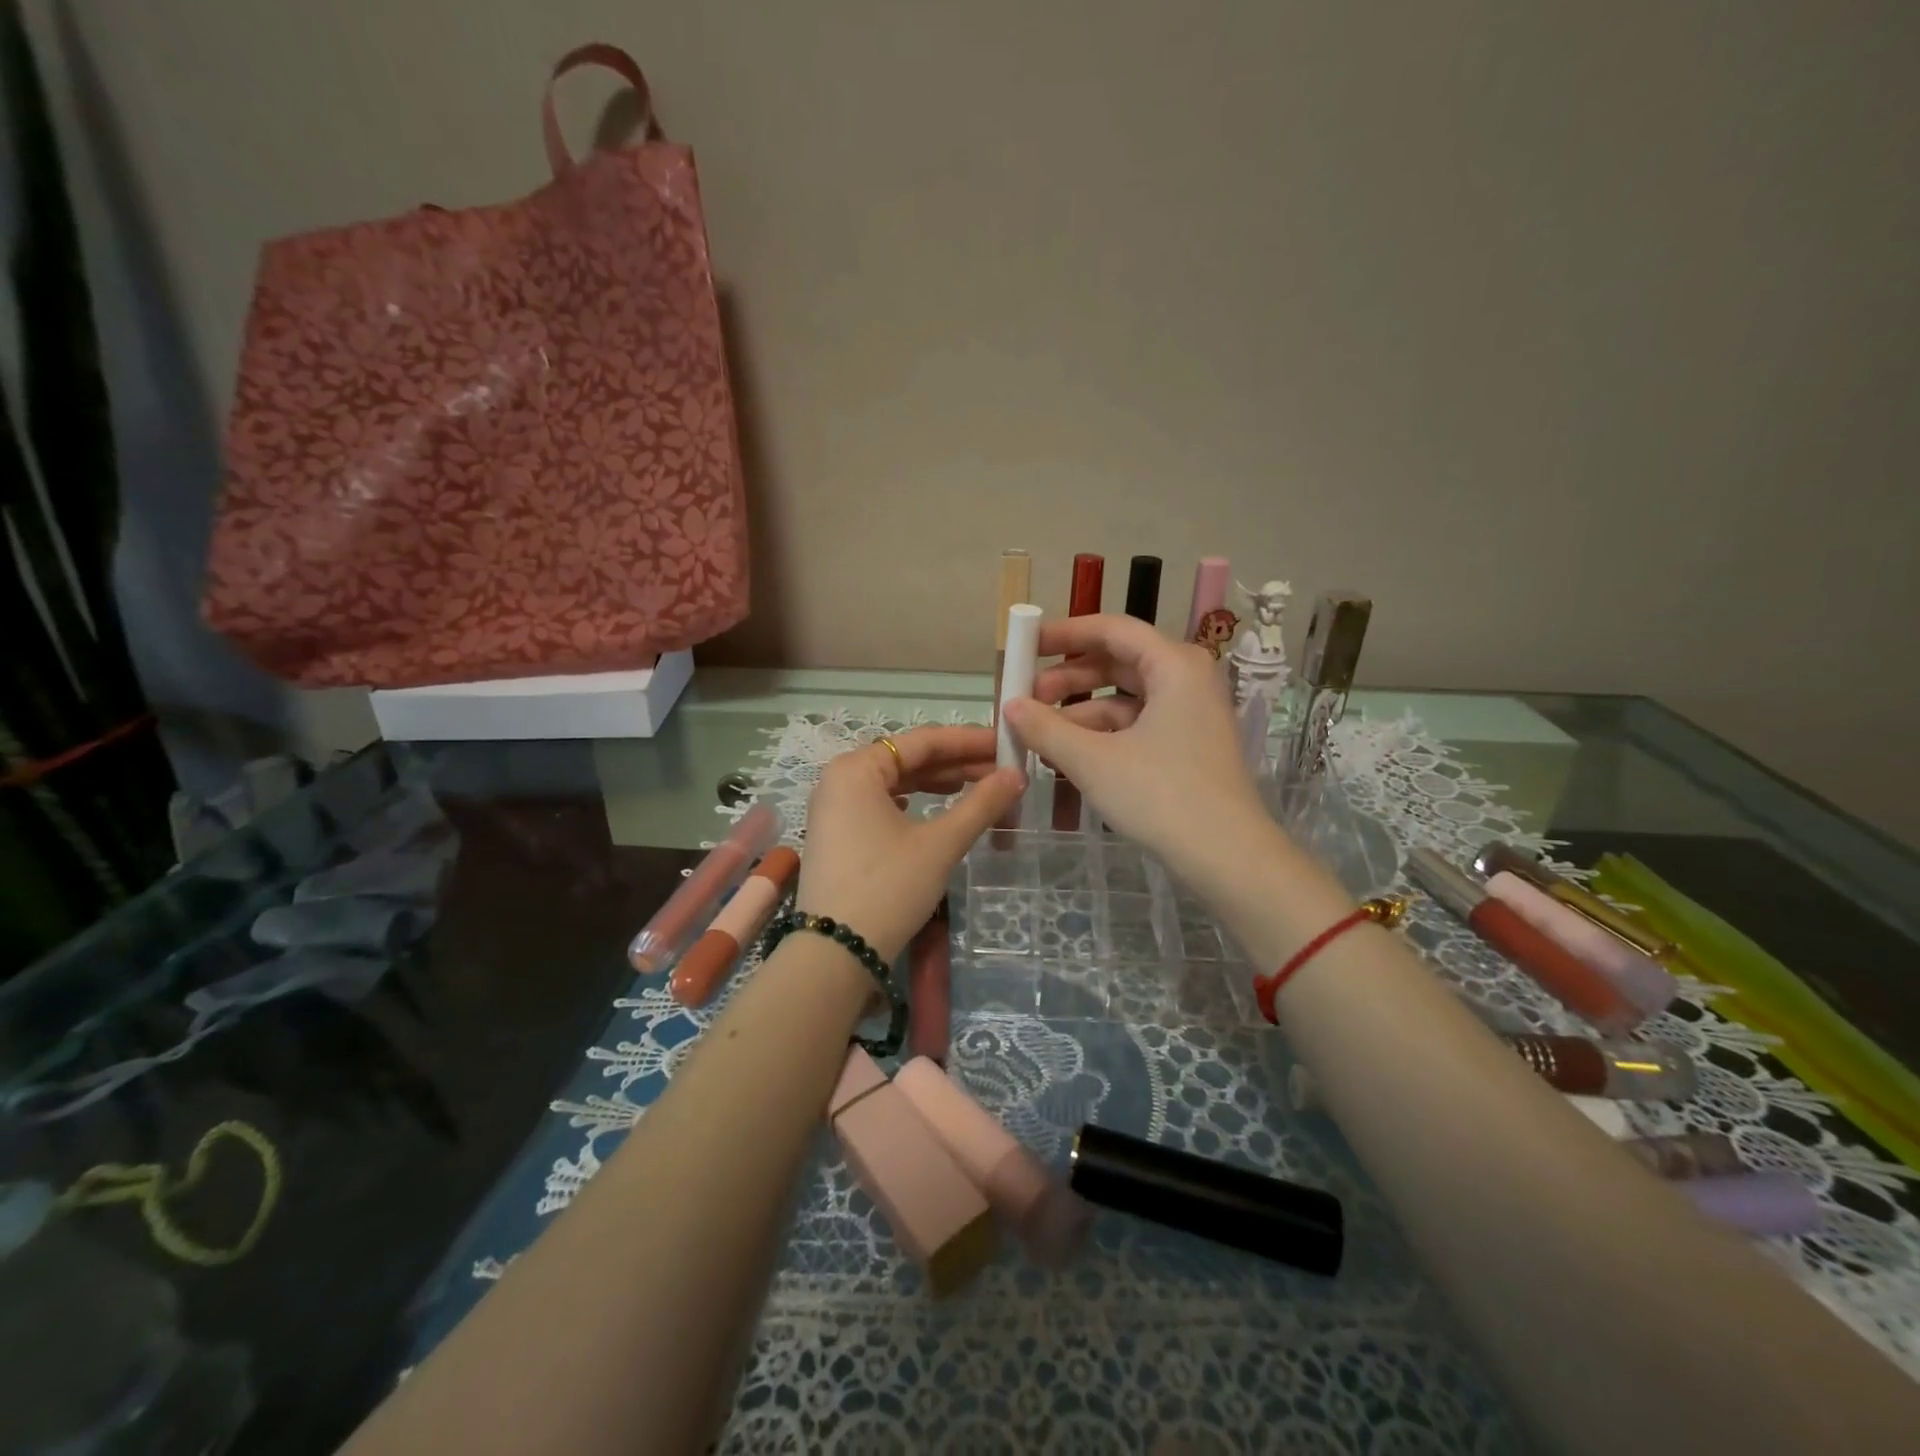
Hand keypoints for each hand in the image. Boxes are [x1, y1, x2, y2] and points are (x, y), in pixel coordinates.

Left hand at [794, 725, 1024, 961]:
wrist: (835, 953)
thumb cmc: (888, 887)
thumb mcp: (940, 844)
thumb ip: (980, 804)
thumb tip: (1017, 775)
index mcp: (856, 768)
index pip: (922, 741)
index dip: (968, 741)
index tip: (1005, 744)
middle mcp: (839, 779)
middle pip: (907, 759)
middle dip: (956, 763)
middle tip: (1001, 770)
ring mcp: (834, 808)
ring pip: (895, 782)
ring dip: (937, 783)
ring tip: (978, 787)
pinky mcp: (837, 835)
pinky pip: (882, 804)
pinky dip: (914, 802)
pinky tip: (936, 807)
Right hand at [1001, 613, 1270, 877]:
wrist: (1228, 856)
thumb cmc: (1161, 796)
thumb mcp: (1093, 761)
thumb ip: (1045, 728)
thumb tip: (1010, 705)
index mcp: (1174, 665)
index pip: (1112, 629)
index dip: (1064, 634)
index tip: (1026, 645)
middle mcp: (1187, 678)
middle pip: (1118, 662)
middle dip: (1068, 678)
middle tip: (1026, 698)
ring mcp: (1191, 713)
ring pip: (1125, 697)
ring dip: (1080, 711)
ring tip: (1038, 734)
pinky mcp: (1189, 744)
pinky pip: (1137, 724)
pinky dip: (1102, 733)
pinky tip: (1068, 754)